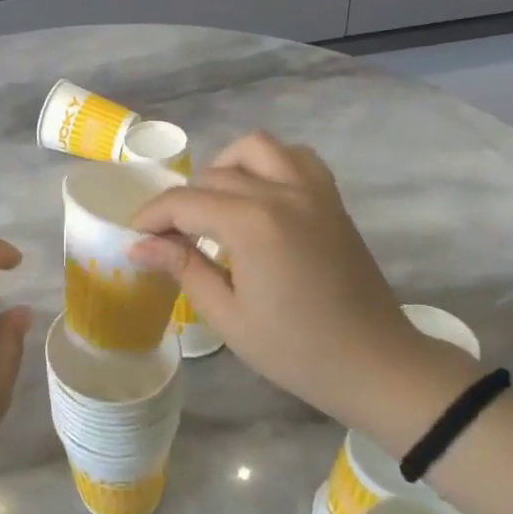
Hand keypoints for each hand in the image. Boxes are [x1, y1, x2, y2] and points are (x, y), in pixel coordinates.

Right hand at [129, 134, 469, 438]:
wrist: (377, 365)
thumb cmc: (297, 350)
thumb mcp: (229, 317)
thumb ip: (183, 268)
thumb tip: (139, 244)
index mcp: (253, 224)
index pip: (184, 202)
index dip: (152, 217)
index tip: (135, 236)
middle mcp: (282, 193)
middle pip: (213, 177)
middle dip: (182, 202)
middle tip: (171, 237)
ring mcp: (312, 191)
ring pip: (255, 148)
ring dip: (226, 168)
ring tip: (215, 205)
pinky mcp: (331, 199)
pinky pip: (295, 157)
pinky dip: (269, 163)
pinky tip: (259, 195)